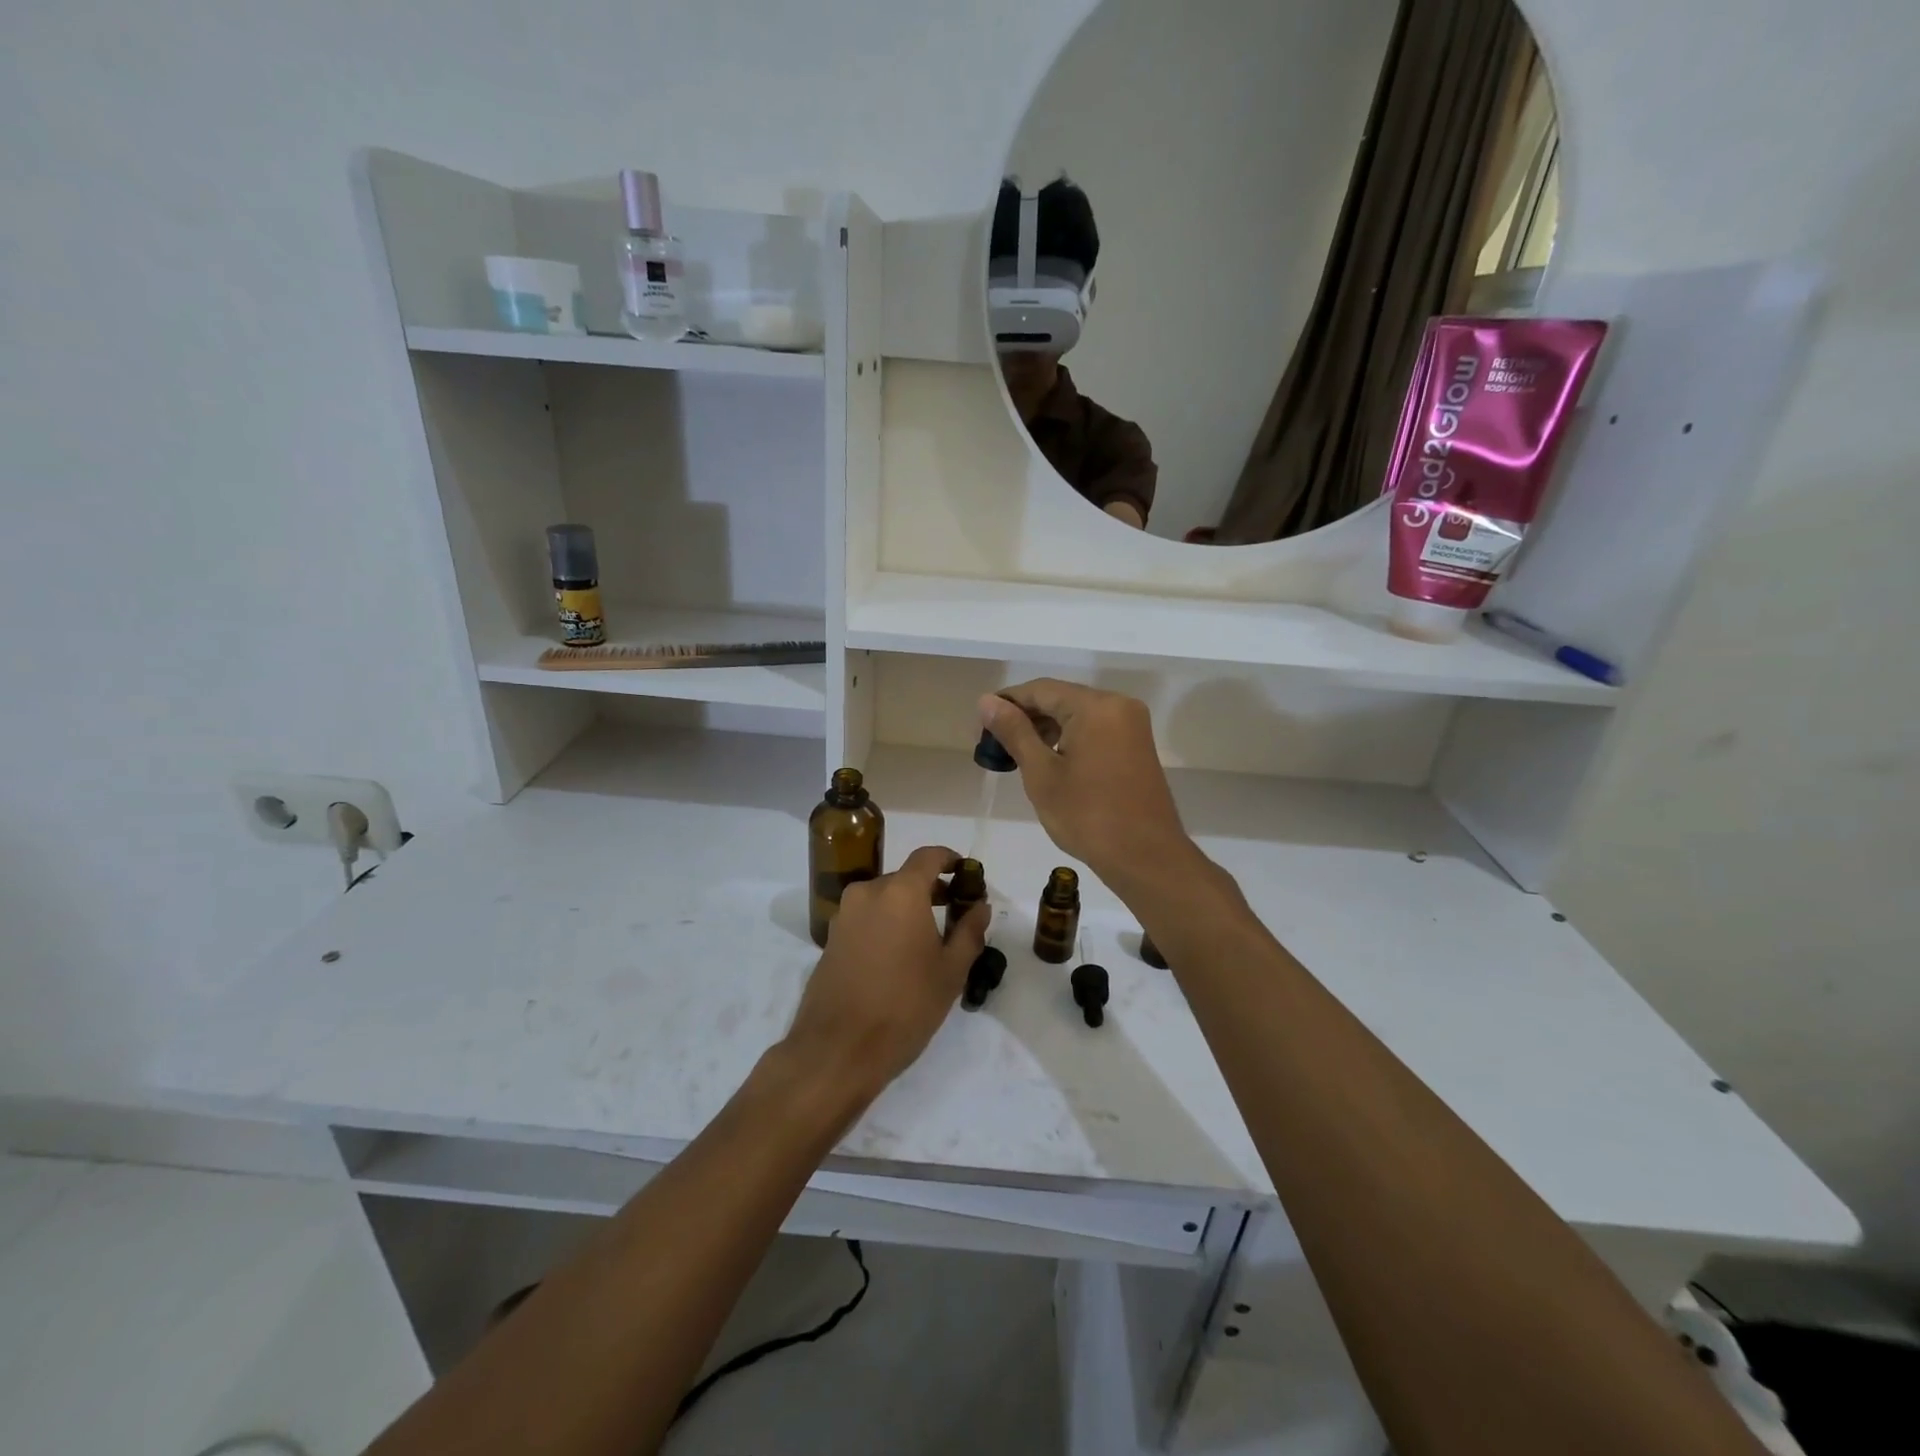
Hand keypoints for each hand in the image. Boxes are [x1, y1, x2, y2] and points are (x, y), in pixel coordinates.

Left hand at [782, 845, 988, 1102]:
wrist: (838, 1049)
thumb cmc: (904, 1006)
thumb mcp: (950, 972)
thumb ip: (969, 931)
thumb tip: (980, 906)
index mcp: (900, 892)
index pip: (928, 856)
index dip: (950, 859)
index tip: (966, 874)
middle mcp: (868, 892)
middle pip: (905, 878)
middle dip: (931, 889)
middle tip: (955, 914)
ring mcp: (844, 915)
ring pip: (884, 899)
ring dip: (907, 908)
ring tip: (928, 940)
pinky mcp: (830, 939)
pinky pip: (865, 918)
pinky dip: (886, 924)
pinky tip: (898, 957)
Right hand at [980, 681, 1197, 897]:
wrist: (1145, 857)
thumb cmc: (1088, 816)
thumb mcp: (1042, 774)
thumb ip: (1014, 732)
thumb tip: (987, 702)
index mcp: (1096, 706)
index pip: (1041, 690)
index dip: (1007, 702)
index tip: (980, 725)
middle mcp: (1118, 705)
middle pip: (1061, 698)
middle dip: (1026, 717)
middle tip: (993, 744)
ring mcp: (1131, 725)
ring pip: (1077, 714)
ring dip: (1046, 729)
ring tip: (1015, 755)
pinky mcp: (1136, 745)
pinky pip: (1095, 729)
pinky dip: (1068, 738)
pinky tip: (1047, 760)